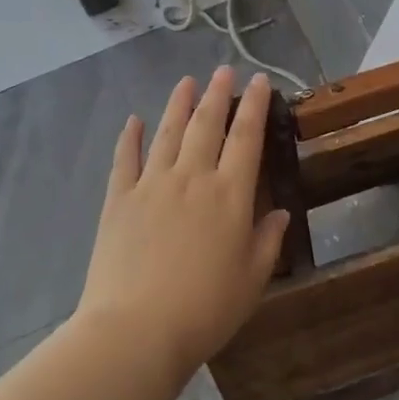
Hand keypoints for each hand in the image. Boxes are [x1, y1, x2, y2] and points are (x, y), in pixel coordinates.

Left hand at [76, 66, 289, 369]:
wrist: (136, 329)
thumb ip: (267, 240)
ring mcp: (151, 185)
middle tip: (223, 70)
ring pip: (167, 133)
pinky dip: (130, 137)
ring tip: (187, 82)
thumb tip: (280, 212)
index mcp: (230, 195)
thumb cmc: (205, 309)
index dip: (254, 106)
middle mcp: (192, 178)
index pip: (246, 138)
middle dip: (218, 94)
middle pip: (206, 125)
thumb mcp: (252, 280)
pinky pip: (125, 159)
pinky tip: (134, 120)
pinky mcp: (118, 199)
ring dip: (179, 104)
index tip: (259, 81)